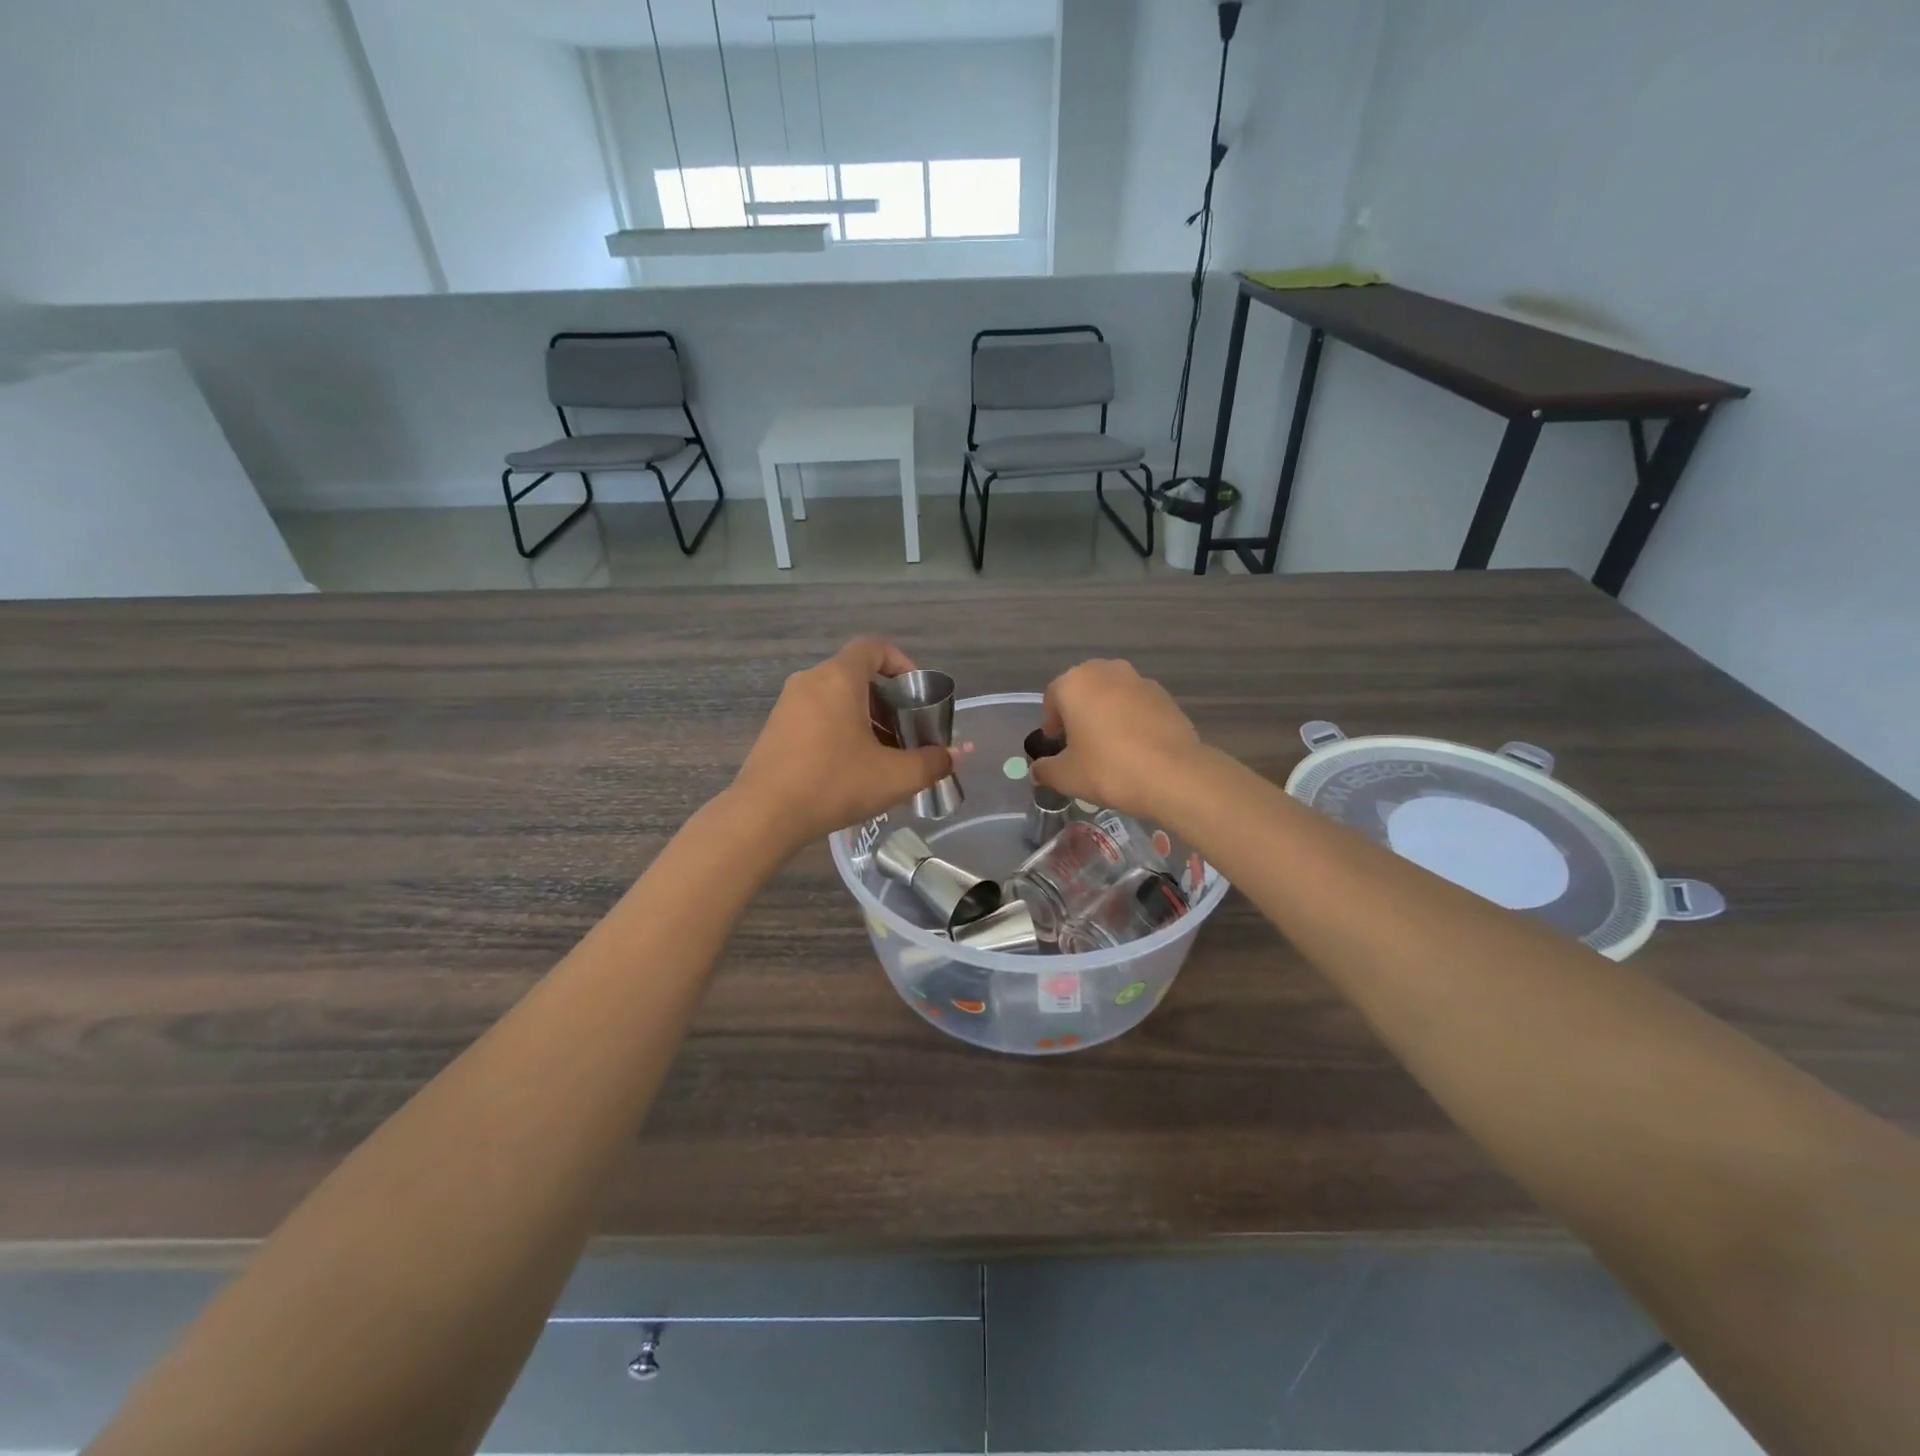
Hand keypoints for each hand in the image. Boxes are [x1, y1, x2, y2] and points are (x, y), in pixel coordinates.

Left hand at [733, 639, 951, 853]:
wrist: (764, 815)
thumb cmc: (834, 783)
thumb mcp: (894, 776)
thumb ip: (931, 763)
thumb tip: (953, 757)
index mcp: (839, 678)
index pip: (874, 647)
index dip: (901, 663)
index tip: (916, 694)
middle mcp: (810, 681)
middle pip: (857, 676)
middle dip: (888, 702)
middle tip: (906, 735)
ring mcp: (787, 705)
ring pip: (836, 699)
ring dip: (865, 720)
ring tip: (882, 757)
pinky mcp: (775, 729)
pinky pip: (816, 716)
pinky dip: (840, 730)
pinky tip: (850, 769)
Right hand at [1032, 659, 1206, 821]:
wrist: (1174, 775)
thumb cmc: (1108, 769)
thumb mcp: (1066, 776)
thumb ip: (1045, 770)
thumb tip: (1037, 771)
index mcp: (1076, 683)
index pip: (1052, 698)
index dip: (1050, 724)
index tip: (1056, 747)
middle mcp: (1107, 671)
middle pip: (1083, 691)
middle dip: (1078, 715)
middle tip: (1080, 746)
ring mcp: (1140, 681)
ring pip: (1112, 696)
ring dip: (1106, 715)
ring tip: (1109, 749)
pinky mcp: (1166, 697)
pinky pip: (1137, 706)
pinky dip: (1131, 721)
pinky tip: (1136, 749)